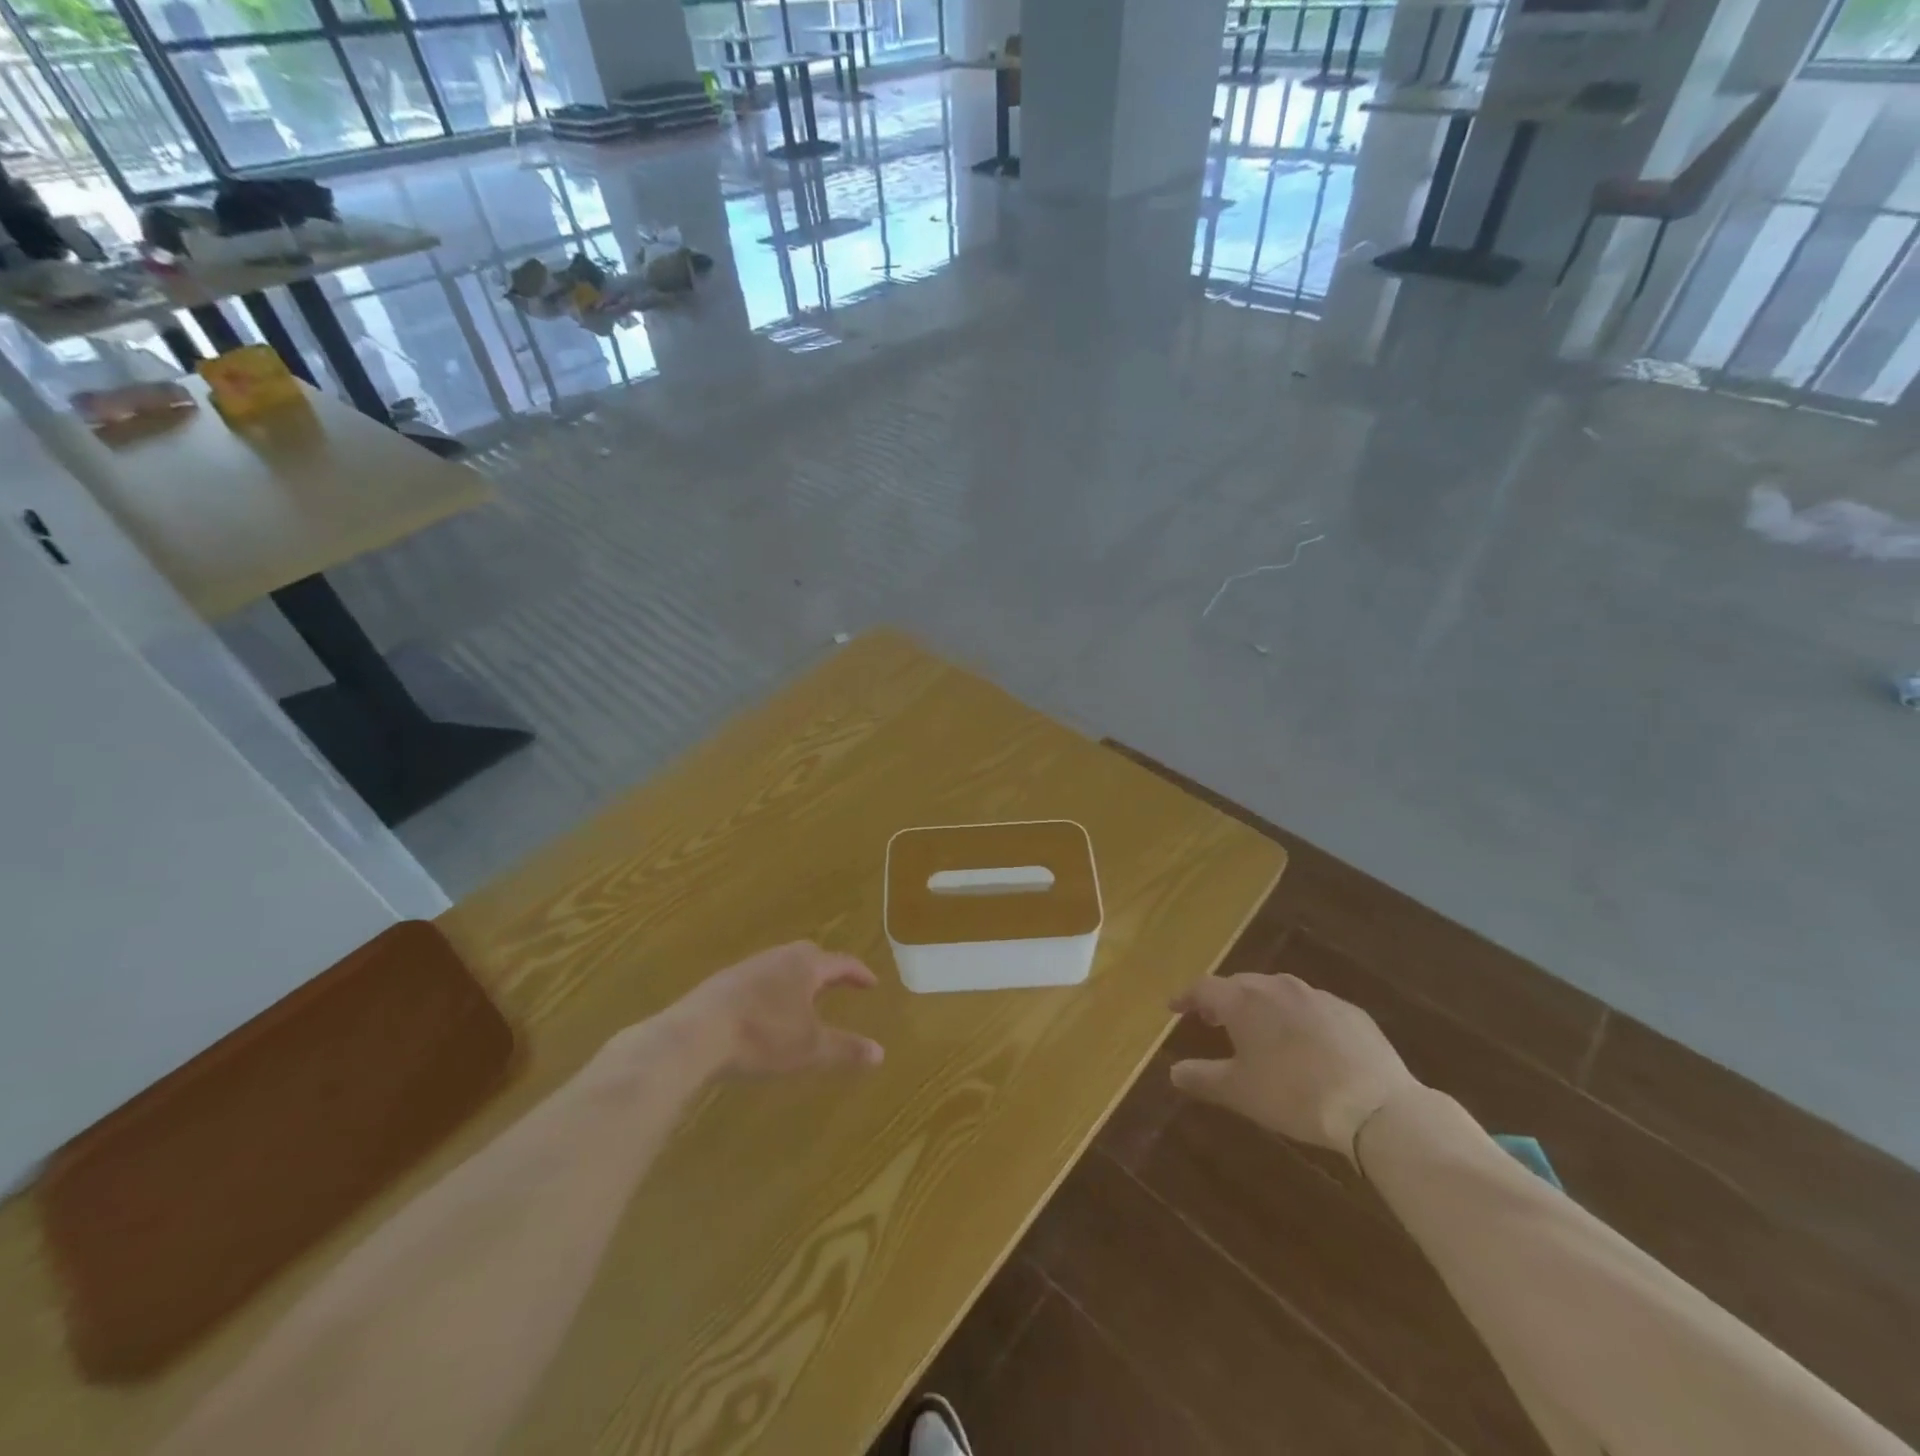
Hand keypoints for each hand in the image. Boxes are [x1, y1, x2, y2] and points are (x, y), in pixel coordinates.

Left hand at [659, 942, 885, 1077]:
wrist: (695, 1035)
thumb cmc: (762, 1036)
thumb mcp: (810, 1048)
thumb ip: (846, 1048)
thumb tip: (880, 1052)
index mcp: (805, 966)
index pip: (840, 962)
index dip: (858, 973)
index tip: (872, 983)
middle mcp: (778, 957)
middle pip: (810, 955)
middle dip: (827, 969)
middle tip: (839, 983)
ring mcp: (748, 967)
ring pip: (782, 966)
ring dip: (797, 979)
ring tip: (804, 998)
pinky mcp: (723, 983)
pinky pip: (759, 979)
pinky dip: (773, 990)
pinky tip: (766, 1011)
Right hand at [1167, 972, 1419, 1157]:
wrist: (1374, 1106)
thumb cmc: (1293, 1094)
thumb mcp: (1239, 1092)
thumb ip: (1202, 1078)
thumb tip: (1174, 1071)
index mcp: (1243, 1001)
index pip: (1204, 987)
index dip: (1187, 997)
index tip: (1175, 1007)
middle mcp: (1276, 987)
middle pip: (1241, 984)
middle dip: (1224, 999)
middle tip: (1214, 1019)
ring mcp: (1316, 996)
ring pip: (1278, 992)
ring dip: (1262, 1006)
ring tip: (1260, 1029)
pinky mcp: (1349, 1012)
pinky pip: (1313, 1007)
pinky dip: (1299, 1018)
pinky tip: (1306, 1043)